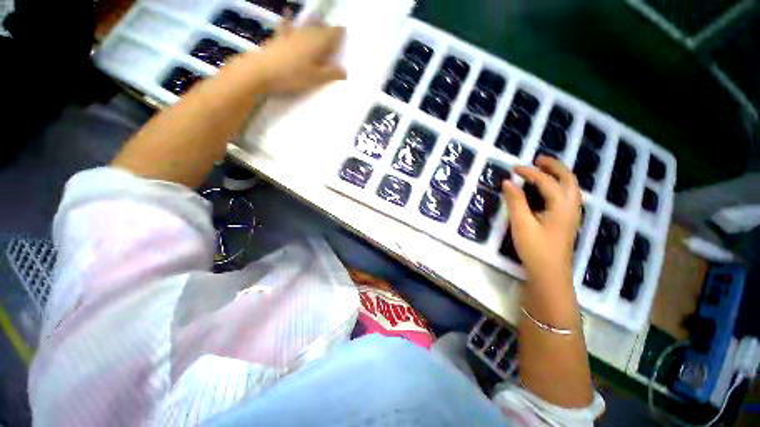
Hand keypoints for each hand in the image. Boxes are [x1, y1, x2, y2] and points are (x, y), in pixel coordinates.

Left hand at [252, 17, 345, 92]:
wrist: (263, 70)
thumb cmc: (293, 75)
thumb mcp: (316, 78)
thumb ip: (332, 73)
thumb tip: (346, 71)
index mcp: (319, 43)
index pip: (333, 33)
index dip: (340, 33)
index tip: (345, 32)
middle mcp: (307, 33)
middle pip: (321, 28)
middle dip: (329, 29)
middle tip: (335, 31)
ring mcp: (293, 33)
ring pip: (307, 25)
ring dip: (314, 22)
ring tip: (320, 18)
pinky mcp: (281, 37)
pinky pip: (286, 25)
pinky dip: (289, 20)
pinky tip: (289, 12)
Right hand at [501, 156, 581, 284]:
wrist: (550, 274)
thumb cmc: (535, 248)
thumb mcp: (521, 223)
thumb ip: (515, 201)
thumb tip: (508, 182)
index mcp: (561, 206)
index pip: (546, 181)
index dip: (529, 172)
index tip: (513, 169)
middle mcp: (571, 207)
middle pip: (568, 179)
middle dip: (554, 166)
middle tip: (538, 159)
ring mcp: (571, 215)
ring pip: (570, 188)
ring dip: (558, 175)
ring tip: (543, 170)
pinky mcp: (566, 221)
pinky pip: (566, 196)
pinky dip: (558, 186)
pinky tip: (547, 191)